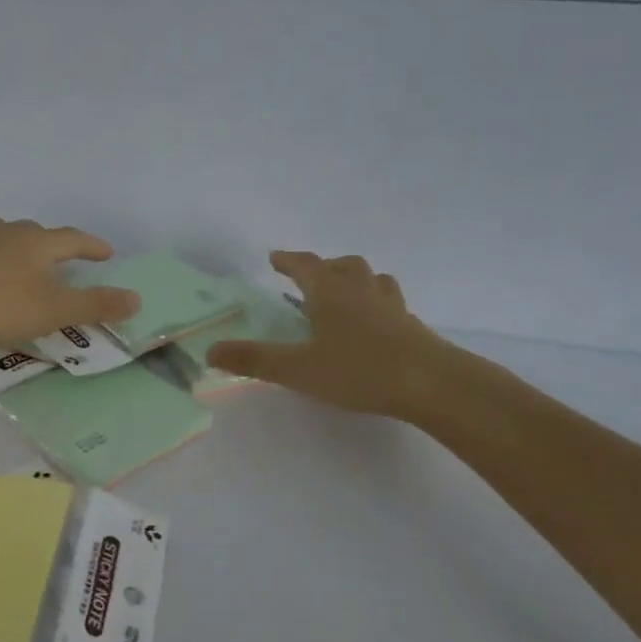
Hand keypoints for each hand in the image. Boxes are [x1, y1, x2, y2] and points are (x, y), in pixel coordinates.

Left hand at [0, 217, 139, 349]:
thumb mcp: (53, 310)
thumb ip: (95, 305)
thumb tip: (137, 298)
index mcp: (36, 242)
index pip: (72, 239)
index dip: (91, 247)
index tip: (107, 253)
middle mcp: (5, 233)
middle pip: (35, 232)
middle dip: (52, 244)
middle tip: (62, 258)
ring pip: (1, 237)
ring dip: (16, 247)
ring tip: (20, 261)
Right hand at [207, 251, 478, 420]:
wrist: (430, 383)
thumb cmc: (358, 370)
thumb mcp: (297, 369)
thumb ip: (253, 359)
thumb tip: (209, 351)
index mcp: (329, 292)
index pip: (305, 265)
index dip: (288, 260)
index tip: (275, 258)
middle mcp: (360, 290)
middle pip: (342, 265)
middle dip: (322, 267)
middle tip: (308, 279)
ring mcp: (390, 305)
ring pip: (371, 278)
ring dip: (353, 279)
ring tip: (344, 293)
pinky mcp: (411, 324)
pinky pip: (389, 301)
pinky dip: (375, 302)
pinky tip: (374, 323)